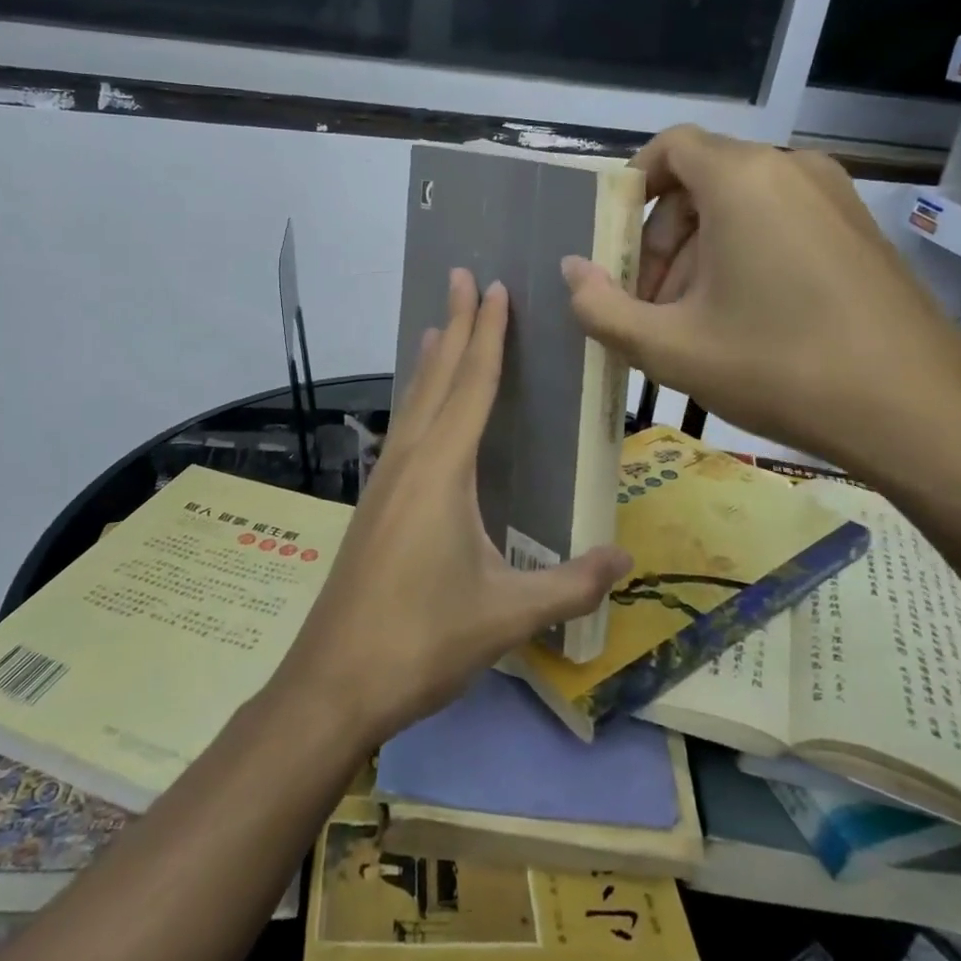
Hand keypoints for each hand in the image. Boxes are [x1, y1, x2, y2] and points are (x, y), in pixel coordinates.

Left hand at [271, 269, 631, 746]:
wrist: (333, 682)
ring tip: (438, 327)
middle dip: (454, 327)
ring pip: (412, 404)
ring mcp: (383, 483)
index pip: (472, 386)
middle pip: (436, 379)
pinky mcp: (373, 506)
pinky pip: (401, 432)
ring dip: (430, 362)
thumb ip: (571, 584)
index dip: (487, 335)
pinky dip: (415, 402)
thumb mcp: (507, 614)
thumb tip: (627, 560)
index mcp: (442, 471)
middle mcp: (408, 462)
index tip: (493, 288)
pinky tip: (418, 413)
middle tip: (462, 278)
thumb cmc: (422, 640)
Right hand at [560, 125, 960, 480]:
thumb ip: (602, 308)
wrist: (919, 411)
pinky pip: (780, 223)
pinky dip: (744, 258)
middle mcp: (791, 169)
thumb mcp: (669, 348)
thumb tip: (571, 271)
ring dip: (699, 255)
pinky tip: (743, 323)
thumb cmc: (779, 367)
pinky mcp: (859, 230)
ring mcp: (834, 198)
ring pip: (740, 207)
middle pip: (700, 182)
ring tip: (692, 326)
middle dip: (661, 241)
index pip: (670, 147)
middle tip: (649, 308)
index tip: (616, 250)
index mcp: (743, 180)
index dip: (631, 190)